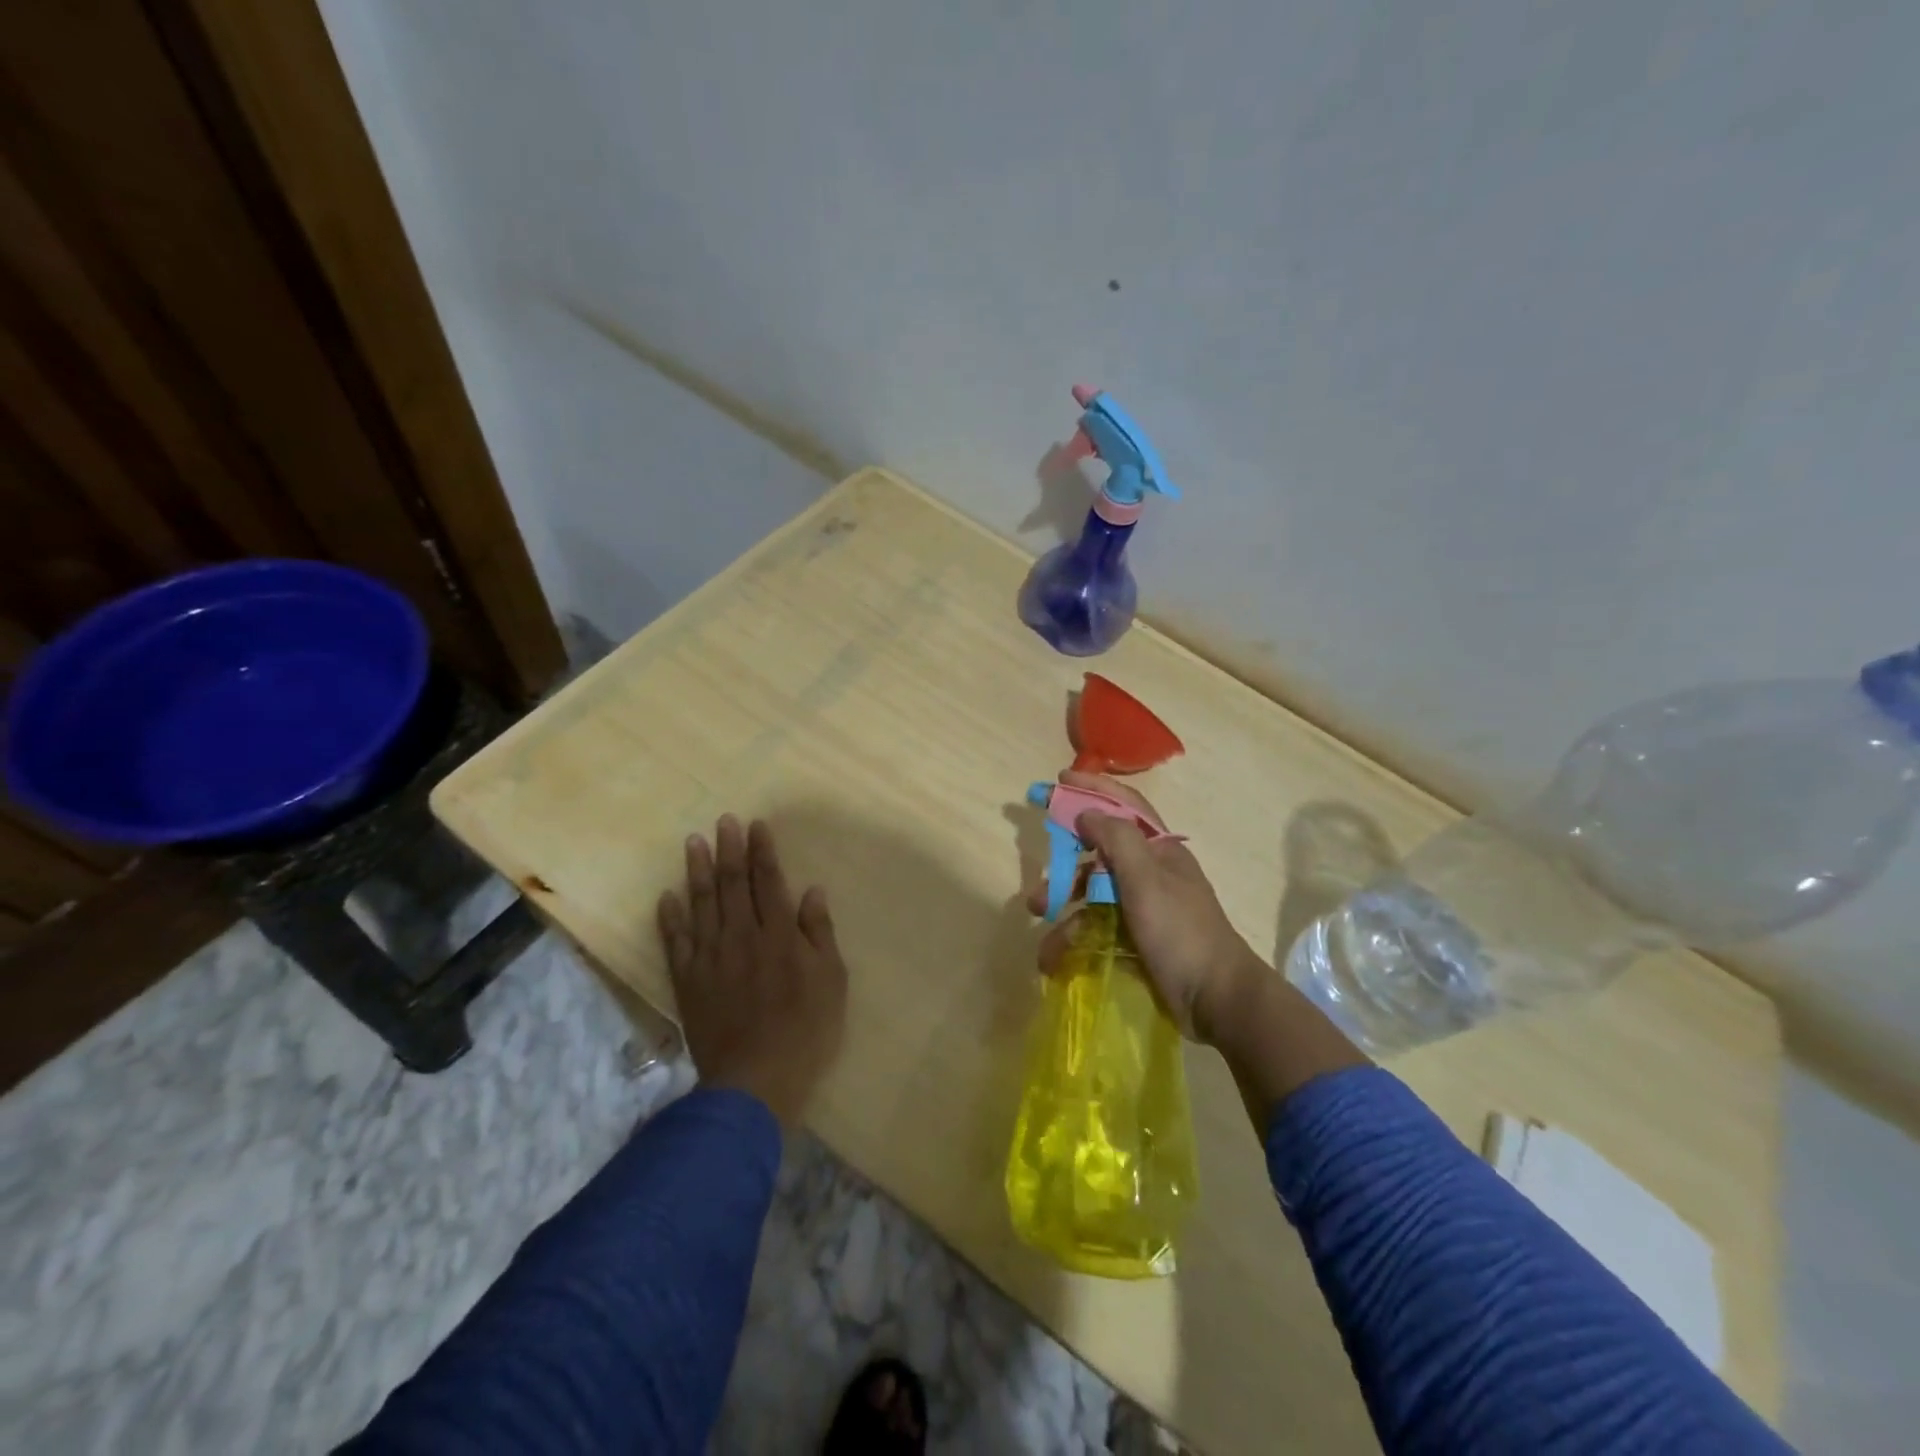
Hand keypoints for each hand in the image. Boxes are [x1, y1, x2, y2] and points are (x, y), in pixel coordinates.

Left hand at [657, 815, 846, 1125]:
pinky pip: (675, 942)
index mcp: (779, 935)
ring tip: (694, 843)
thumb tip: (812, 892)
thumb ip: (819, 934)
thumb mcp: (831, 982)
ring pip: (702, 905)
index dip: (762, 851)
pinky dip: (670, 918)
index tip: (756, 826)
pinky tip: (667, 896)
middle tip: (723, 822)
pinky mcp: (688, 981)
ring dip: (698, 871)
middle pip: (733, 884)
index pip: (769, 881)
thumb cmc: (805, 1031)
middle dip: (729, 850)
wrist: (754, 1081)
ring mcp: (711, 958)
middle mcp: (742, 937)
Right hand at [1027, 771, 1261, 1042]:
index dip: (1092, 789)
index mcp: (1160, 850)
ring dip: (1065, 905)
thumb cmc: (1181, 931)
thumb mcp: (1147, 879)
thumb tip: (1087, 812)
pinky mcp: (1138, 938)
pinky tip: (1054, 955)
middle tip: (1038, 872)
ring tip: (1040, 920)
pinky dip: (1076, 936)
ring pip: (1095, 894)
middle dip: (1066, 865)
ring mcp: (1145, 906)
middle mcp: (1152, 872)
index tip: (1058, 781)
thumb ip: (1116, 840)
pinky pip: (1099, 926)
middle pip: (1100, 854)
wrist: (1217, 999)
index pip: (1124, 806)